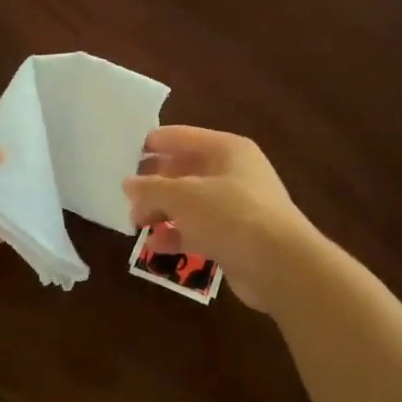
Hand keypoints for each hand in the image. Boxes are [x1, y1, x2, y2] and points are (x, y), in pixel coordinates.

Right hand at [122, 126, 319, 311]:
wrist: (279, 265)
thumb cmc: (230, 215)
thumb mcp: (183, 196)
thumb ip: (151, 188)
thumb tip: (128, 183)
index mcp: (226, 149)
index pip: (182, 137)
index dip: (153, 144)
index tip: (122, 154)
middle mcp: (233, 173)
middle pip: (185, 170)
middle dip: (155, 183)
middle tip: (125, 195)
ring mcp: (235, 206)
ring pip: (190, 203)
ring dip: (163, 211)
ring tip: (136, 221)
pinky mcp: (234, 237)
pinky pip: (198, 229)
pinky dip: (177, 235)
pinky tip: (155, 245)